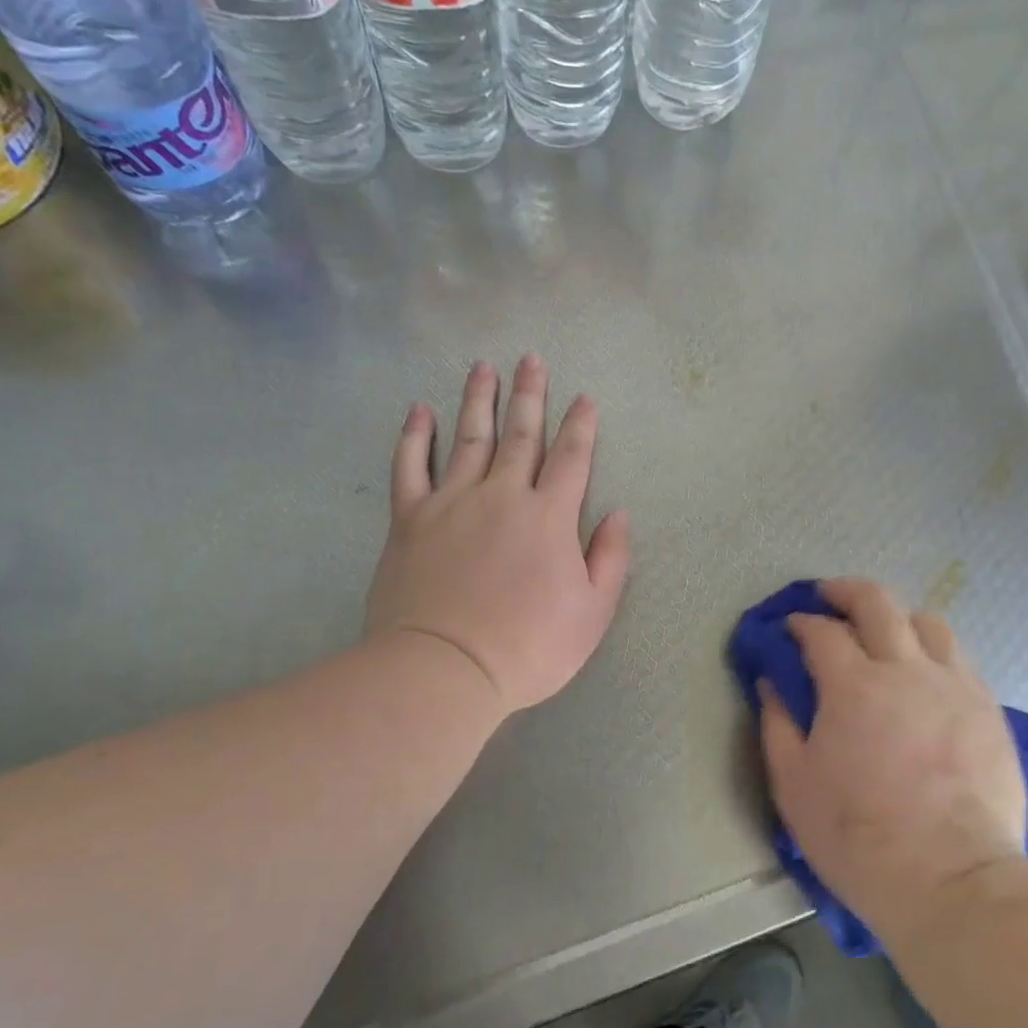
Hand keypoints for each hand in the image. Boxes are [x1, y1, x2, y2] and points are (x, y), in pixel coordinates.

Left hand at [365, 356, 631, 716]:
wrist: (445, 668)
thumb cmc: (529, 646)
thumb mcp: (592, 612)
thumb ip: (610, 558)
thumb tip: (617, 513)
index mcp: (549, 516)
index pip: (571, 458)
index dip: (580, 425)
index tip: (583, 397)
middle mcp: (502, 495)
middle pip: (520, 435)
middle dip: (530, 395)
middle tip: (530, 358)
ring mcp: (452, 502)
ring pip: (468, 438)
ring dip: (478, 399)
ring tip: (482, 367)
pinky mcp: (410, 519)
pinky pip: (411, 466)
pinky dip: (415, 436)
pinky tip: (419, 410)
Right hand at [759, 579, 1027, 946]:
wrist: (953, 881)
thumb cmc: (860, 838)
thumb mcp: (795, 786)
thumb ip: (778, 724)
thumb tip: (771, 682)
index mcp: (854, 685)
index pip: (822, 631)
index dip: (801, 623)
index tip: (790, 628)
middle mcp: (906, 670)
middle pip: (878, 602)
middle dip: (846, 591)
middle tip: (829, 597)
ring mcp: (955, 685)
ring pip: (929, 622)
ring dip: (898, 617)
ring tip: (885, 635)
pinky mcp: (989, 709)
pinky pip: (960, 659)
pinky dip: (934, 652)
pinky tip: (926, 676)